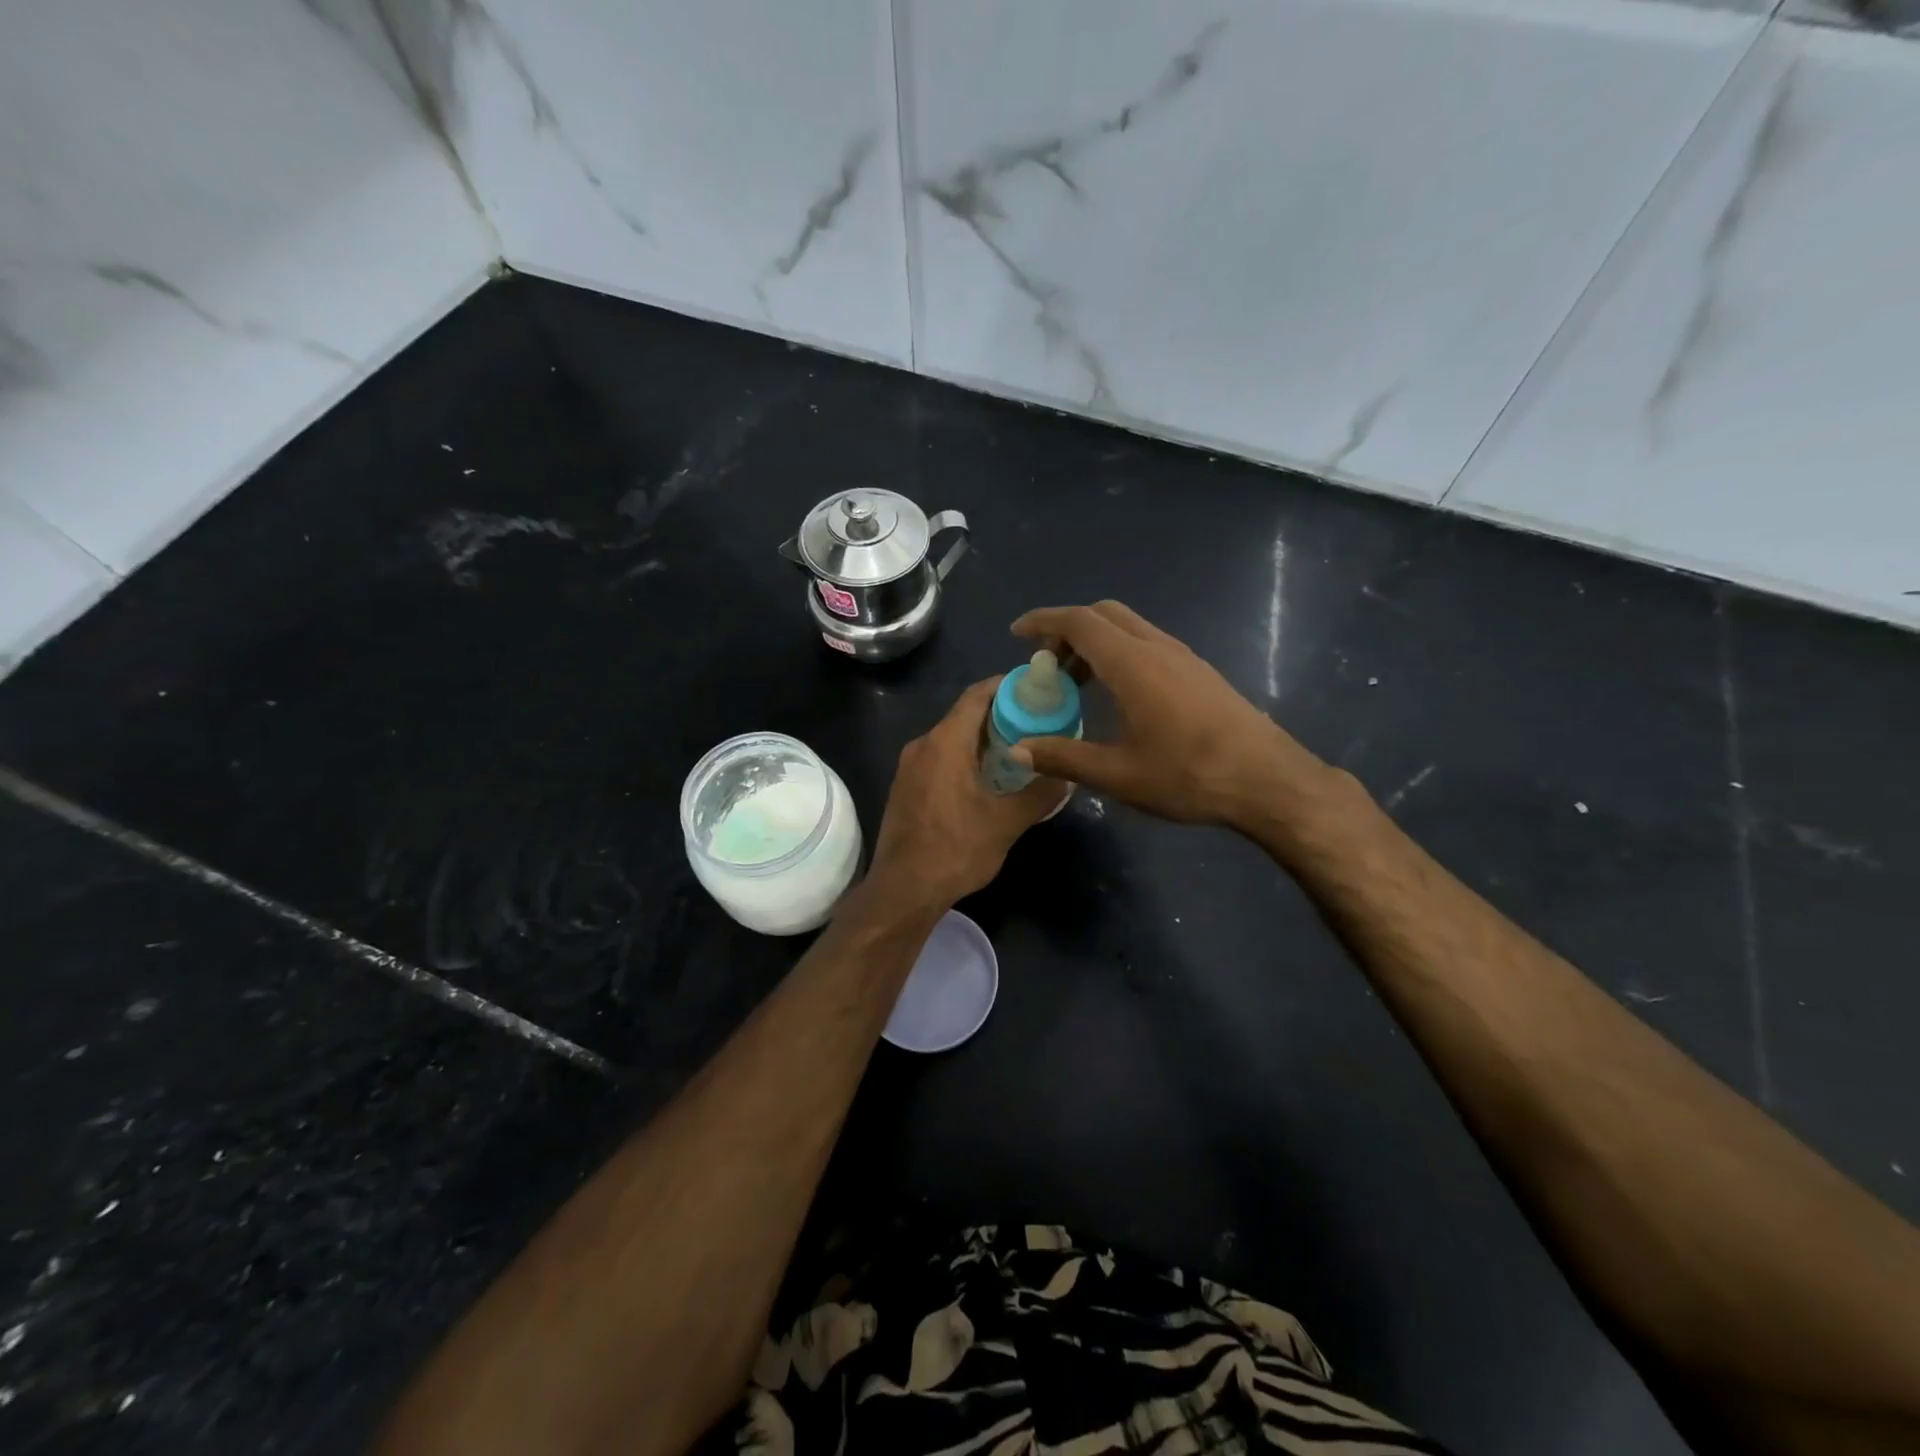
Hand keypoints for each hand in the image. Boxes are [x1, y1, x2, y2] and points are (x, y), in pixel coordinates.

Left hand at [867, 678, 1068, 909]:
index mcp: (946, 742)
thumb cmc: (955, 850)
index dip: (1006, 686)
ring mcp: (909, 766)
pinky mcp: (905, 787)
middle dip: (1000, 715)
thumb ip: (1040, 793)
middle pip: (964, 715)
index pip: (977, 695)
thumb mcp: (1007, 823)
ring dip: (982, 739)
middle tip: (1037, 722)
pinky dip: (964, 757)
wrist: (903, 890)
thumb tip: (1067, 776)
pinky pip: (939, 758)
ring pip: (951, 738)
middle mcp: (923, 745)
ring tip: (1019, 750)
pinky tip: (987, 778)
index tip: (1036, 689)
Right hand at [1010, 601, 1335, 830]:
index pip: (1079, 622)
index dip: (1043, 621)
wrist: (1267, 780)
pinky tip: (1118, 693)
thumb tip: (1018, 749)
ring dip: (1095, 642)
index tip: (1017, 634)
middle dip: (1068, 628)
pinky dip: (1119, 652)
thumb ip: (1065, 757)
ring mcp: (1182, 656)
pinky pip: (1147, 642)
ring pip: (1128, 627)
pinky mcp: (1198, 671)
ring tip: (1077, 682)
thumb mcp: (1118, 775)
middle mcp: (1157, 648)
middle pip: (1103, 614)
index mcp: (1132, 664)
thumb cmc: (1189, 776)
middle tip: (1047, 663)